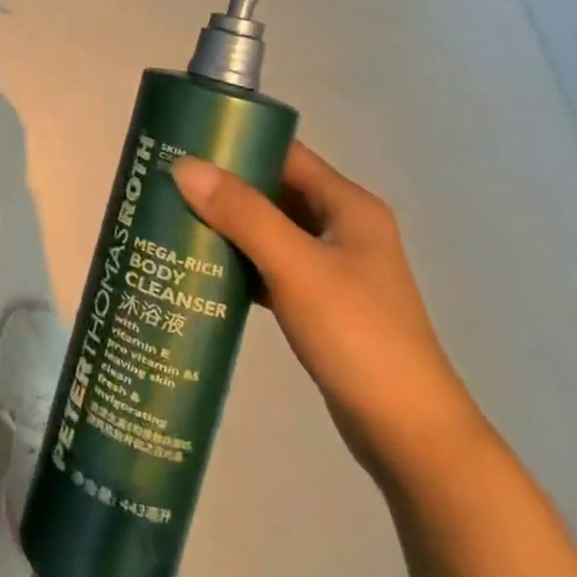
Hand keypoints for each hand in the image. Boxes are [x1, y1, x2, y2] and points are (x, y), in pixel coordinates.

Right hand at [171, 144, 491, 485]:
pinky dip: (238, 259)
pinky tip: (201, 265)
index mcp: (348, 206)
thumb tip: (183, 166)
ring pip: (268, 227)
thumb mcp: (296, 267)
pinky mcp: (320, 300)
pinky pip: (269, 263)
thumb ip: (242, 213)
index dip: (236, 141)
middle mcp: (343, 227)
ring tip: (173, 217)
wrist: (409, 435)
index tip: (182, 141)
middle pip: (273, 188)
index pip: (285, 153)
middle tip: (167, 181)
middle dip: (222, 183)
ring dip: (226, 222)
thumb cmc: (358, 336)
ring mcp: (333, 266)